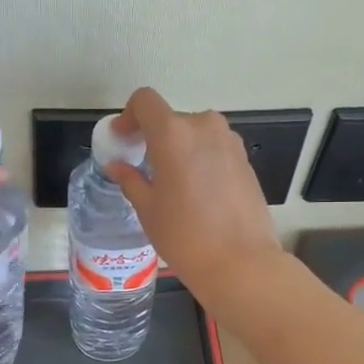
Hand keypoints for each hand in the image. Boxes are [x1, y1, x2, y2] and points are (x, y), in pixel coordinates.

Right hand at [105, 88, 283, 298]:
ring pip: (195, 134)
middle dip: (154, 138)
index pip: (145, 101)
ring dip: (179, 148)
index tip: (123, 140)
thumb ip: (131, 179)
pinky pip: (214, 149)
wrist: (241, 262)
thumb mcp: (148, 209)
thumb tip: (118, 166)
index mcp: (173, 133)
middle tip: (144, 168)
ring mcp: (229, 142)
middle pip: (171, 119)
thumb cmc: (185, 236)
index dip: (129, 115)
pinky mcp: (245, 159)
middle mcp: (204, 126)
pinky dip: (200, 159)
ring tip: (172, 183)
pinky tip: (198, 193)